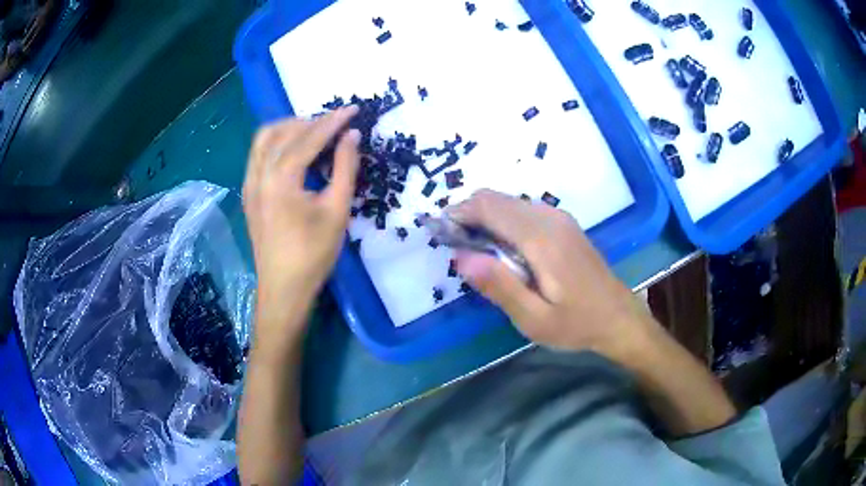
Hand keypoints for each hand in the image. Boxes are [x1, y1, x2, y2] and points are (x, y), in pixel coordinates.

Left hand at [243, 107, 359, 329]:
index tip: (353, 109)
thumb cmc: (313, 254)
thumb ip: (345, 168)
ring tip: (314, 131)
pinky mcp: (248, 193)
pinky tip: (294, 152)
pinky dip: (276, 143)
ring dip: (289, 128)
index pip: (308, 137)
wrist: (283, 289)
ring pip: (264, 139)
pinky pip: (258, 155)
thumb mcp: (337, 210)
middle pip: (282, 131)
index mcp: (280, 179)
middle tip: (336, 123)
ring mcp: (249, 184)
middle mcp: (259, 175)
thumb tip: (352, 136)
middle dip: (310, 121)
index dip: (333, 121)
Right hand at [450, 190, 655, 358]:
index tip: (441, 235)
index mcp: (541, 238)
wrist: (618, 316)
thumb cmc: (576, 323)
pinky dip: (503, 221)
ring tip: (476, 252)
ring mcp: (559, 217)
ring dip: (485, 218)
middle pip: (496, 199)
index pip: (489, 206)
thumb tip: (461, 256)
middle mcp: (549, 218)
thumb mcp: (534, 318)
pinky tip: (503, 250)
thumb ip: (499, 286)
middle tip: (457, 248)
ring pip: (508, 202)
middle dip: (468, 215)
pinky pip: (523, 211)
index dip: (459, 214)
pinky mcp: (563, 224)